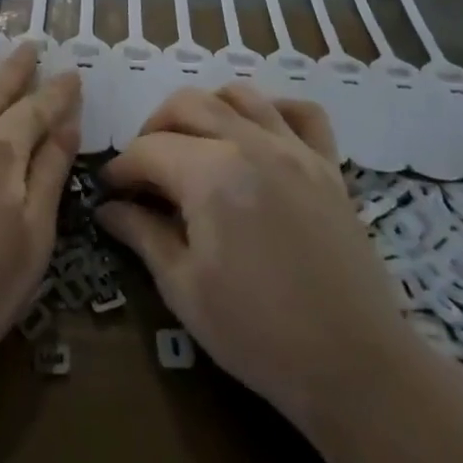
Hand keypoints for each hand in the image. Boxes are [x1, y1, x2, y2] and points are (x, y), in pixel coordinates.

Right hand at [97, 85, 409, 438]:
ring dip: (206, 108)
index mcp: (211, 174)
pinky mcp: (328, 166)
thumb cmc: (258, 334)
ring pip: (240, 94)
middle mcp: (252, 144)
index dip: (121, 168)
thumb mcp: (184, 288)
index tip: (109, 191)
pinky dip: (273, 109)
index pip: (149, 150)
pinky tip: (258, 134)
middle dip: (154, 128)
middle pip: (188, 104)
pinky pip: (302, 112)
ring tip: (193, 145)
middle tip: (144, 168)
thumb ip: (142, 234)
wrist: (355, 367)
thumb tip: (107, 207)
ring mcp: (295, 149)